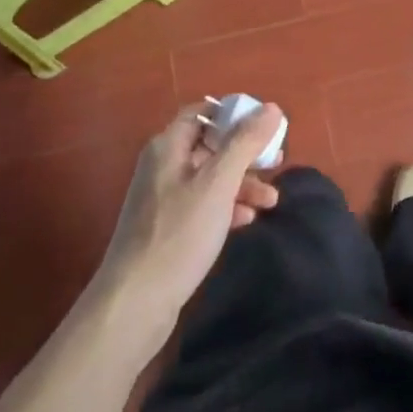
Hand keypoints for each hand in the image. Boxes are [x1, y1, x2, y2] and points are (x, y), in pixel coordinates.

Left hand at [92, 102, 283, 338]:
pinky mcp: (167, 228)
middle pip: (210, 146)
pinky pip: (203, 205)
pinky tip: (247, 220)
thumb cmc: (179, 234)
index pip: (202, 112)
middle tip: (277, 163)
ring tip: (272, 200)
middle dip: (245, 153)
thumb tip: (271, 107)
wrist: (135, 303)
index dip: (234, 114)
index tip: (265, 126)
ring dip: (242, 183)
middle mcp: (163, 166)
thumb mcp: (218, 184)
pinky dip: (227, 206)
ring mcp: (163, 199)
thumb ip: (245, 143)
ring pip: (210, 178)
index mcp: (168, 146)